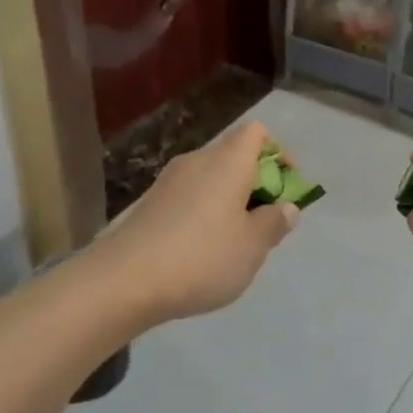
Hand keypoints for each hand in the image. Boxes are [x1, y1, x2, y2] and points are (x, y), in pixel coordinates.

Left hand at [97, 121, 298, 323]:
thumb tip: (287, 207)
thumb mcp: (252, 247)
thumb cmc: (202, 258)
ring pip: (210, 178)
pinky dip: (203, 212)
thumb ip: (274, 223)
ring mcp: (168, 181)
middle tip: (264, 222)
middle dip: (255, 182)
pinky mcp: (149, 203)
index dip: (277, 153)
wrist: (124, 280)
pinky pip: (188, 196)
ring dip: (228, 200)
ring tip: (234, 241)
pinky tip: (201, 250)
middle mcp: (197, 160)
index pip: (257, 133)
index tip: (286, 187)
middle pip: (234, 155)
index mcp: (228, 162)